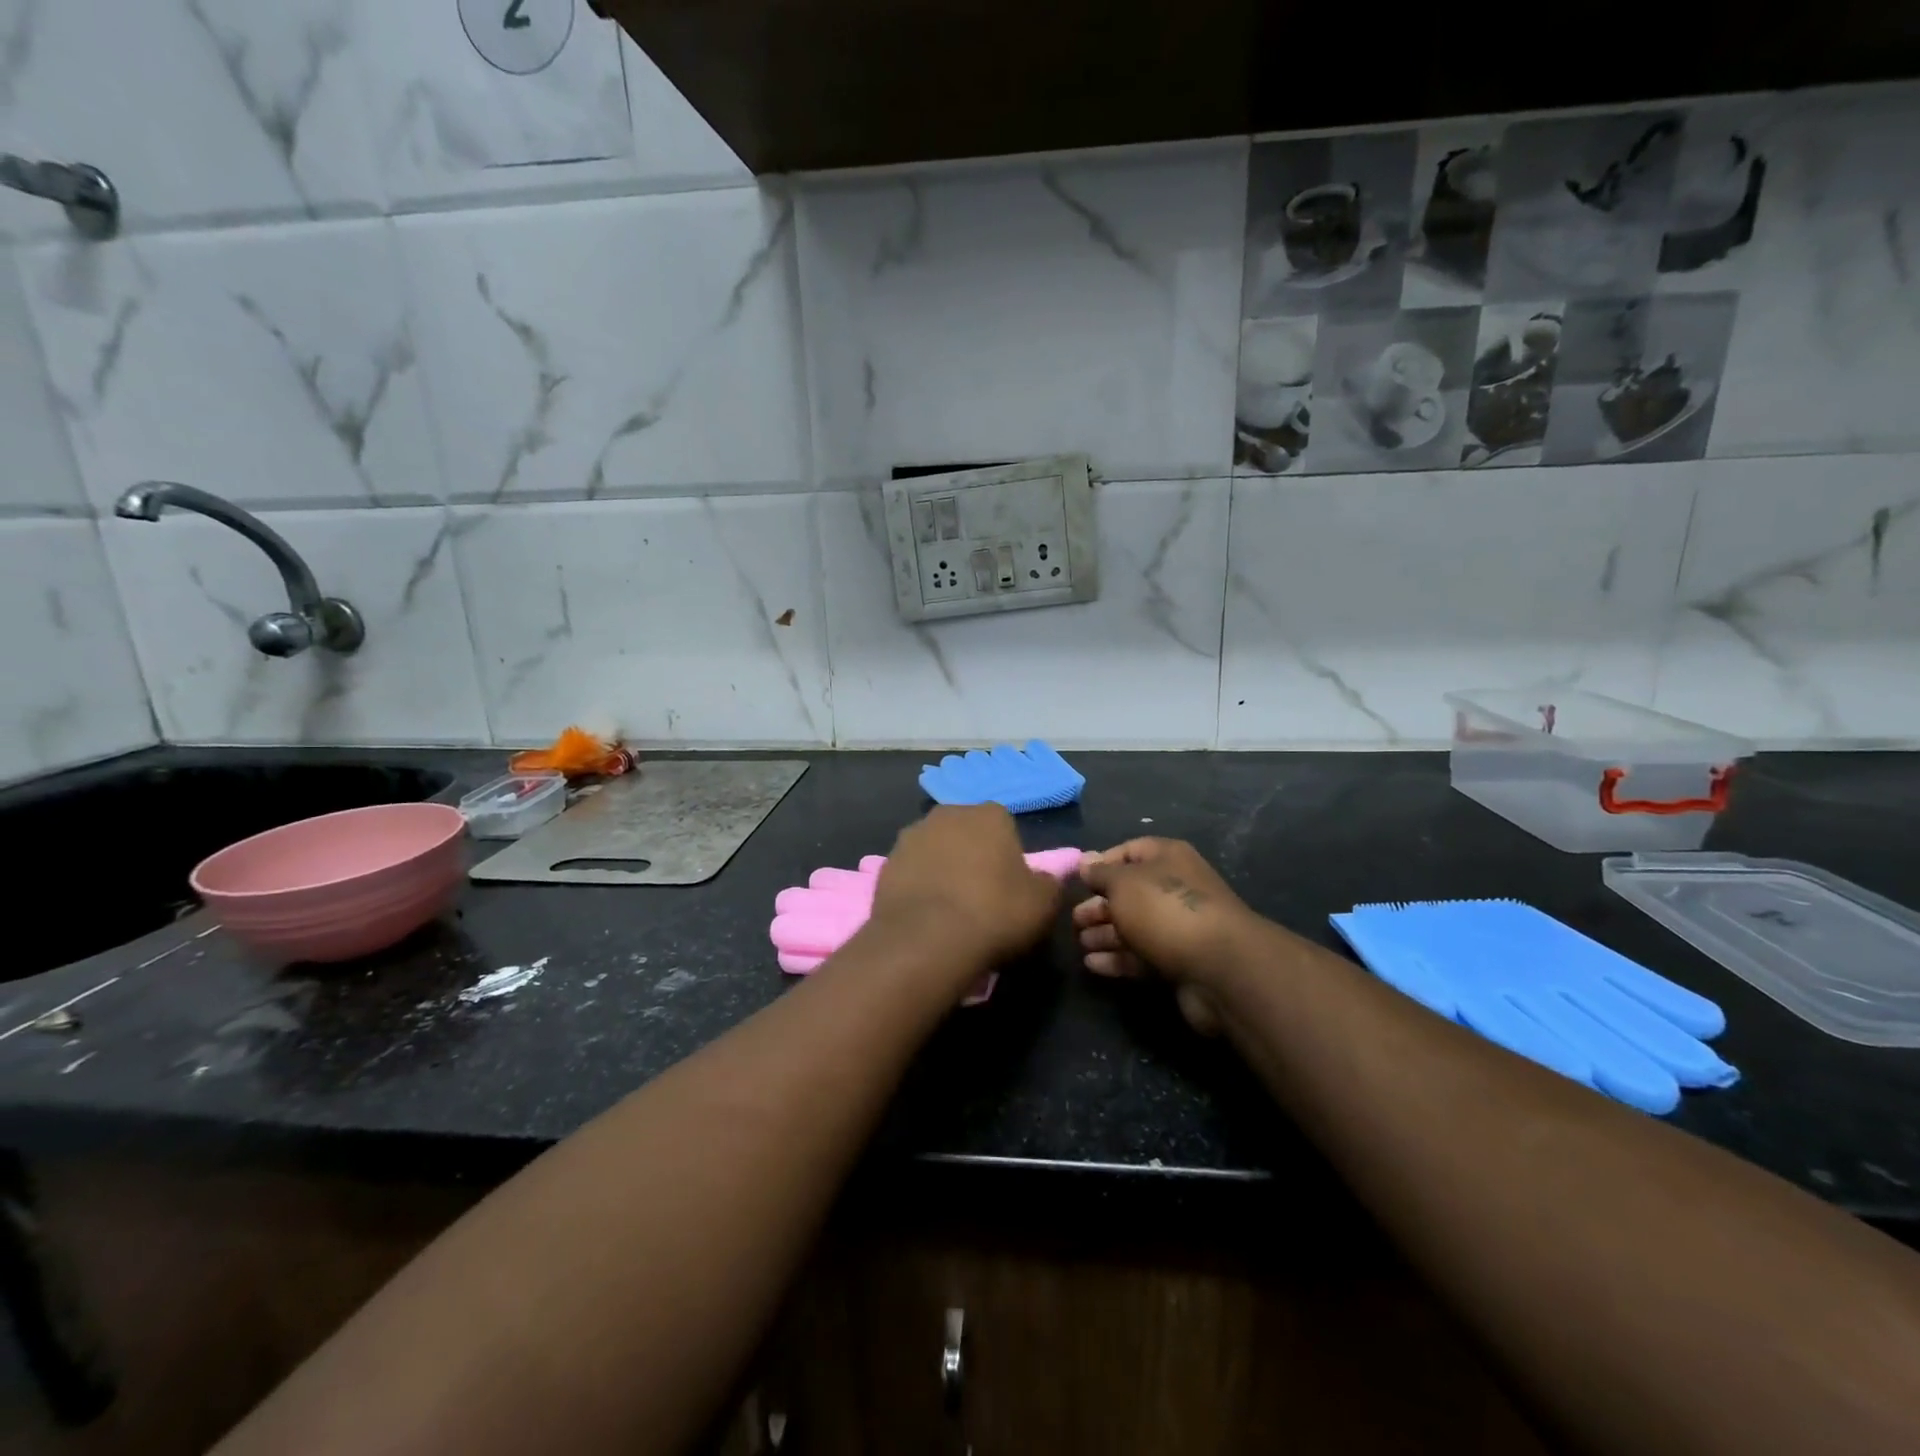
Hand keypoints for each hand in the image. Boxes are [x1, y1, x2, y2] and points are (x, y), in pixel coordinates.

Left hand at [868, 806, 1062, 975]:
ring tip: (949, 910)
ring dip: (942, 869)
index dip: (1007, 857)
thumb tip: (1041, 879)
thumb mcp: (1043, 903)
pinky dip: (917, 887)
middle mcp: (947, 814)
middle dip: (971, 856)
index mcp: (989, 814)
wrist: (928, 940)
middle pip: (966, 834)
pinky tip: (925, 916)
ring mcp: (911, 836)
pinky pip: (910, 872)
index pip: (1004, 827)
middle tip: (980, 896)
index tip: (1009, 887)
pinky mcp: (885, 864)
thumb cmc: (995, 913)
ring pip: (935, 850)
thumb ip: (1047, 883)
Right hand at [1074, 839, 1259, 1033]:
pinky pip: (1142, 955)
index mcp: (1168, 858)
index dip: (1101, 863)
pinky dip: (1117, 958)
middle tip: (1073, 920)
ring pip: (1134, 926)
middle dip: (1099, 905)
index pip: (1129, 851)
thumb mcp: (1124, 883)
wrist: (1220, 966)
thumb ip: (1100, 874)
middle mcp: (1175, 887)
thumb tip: (1085, 861)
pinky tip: (1093, 965)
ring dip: (1104, 933)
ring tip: (1079, 943)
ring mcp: (1179, 926)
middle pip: (1129, 892)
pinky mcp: (1180, 961)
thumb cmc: (1165, 909)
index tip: (1077, 881)